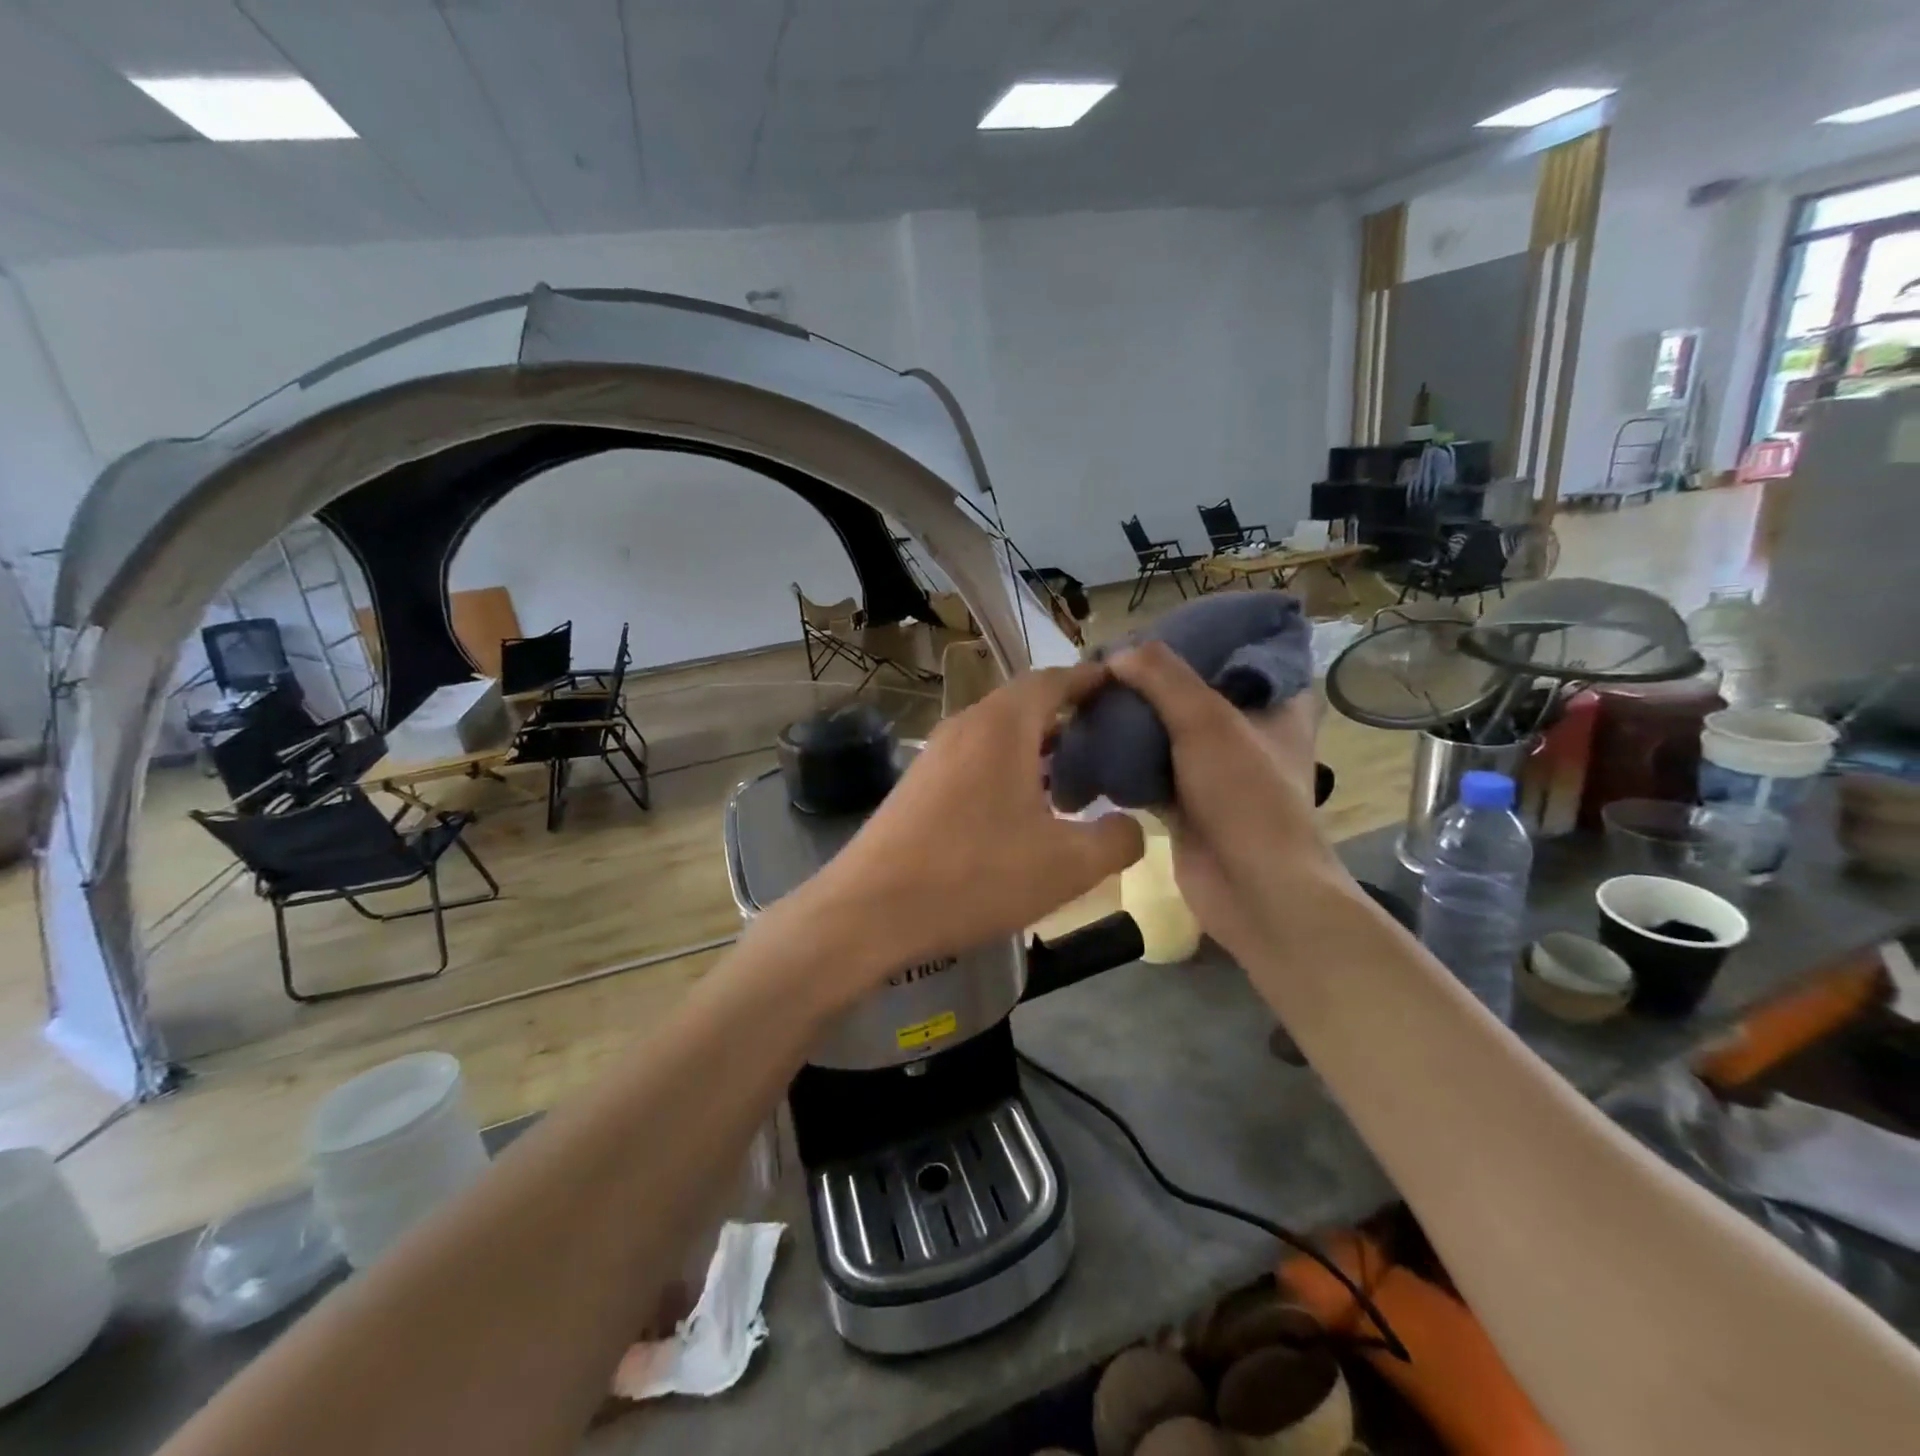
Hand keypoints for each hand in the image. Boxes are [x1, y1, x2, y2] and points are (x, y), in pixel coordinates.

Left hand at [798, 664, 1144, 994]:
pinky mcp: (918, 785)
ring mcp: (935, 754)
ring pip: (998, 735)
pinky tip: (1024, 812)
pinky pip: (975, 760)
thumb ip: (1117, 839)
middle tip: (1110, 742)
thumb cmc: (974, 876)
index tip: (1124, 689)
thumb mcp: (1067, 865)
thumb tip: (1131, 826)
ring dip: (1038, 748)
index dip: (1091, 680)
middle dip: (1069, 716)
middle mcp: (966, 726)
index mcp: (1002, 725)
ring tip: (1076, 779)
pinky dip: (1008, 769)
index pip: (1054, 679)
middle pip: (1025, 704)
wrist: (869, 911)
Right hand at [1105, 643, 1348, 964]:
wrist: (1254, 891)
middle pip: (1194, 692)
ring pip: (1168, 731)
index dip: (1195, 637)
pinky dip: (1125, 759)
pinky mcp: (1188, 802)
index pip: (1237, 652)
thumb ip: (1163, 678)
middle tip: (1108, 663)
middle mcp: (1249, 732)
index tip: (1151, 628)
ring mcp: (1218, 770)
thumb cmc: (1246, 797)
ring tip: (1091, 695)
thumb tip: (1117, 652)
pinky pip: (1150, 768)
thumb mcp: (1207, 722)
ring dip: (1133, 720)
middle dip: (1151, 681)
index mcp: (1277, 703)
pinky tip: (1090, 741)